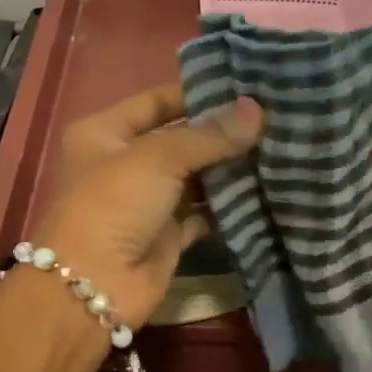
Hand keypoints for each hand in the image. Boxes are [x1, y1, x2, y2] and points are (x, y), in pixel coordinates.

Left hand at [34, 82, 262, 328]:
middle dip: (221, 133)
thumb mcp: (158, 157)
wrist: (94, 285)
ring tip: (277, 147)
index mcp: (104, 132)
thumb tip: (257, 111)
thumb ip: (210, 135)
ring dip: (230, 168)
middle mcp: (125, 163)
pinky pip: (205, 212)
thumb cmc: (114, 204)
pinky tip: (265, 188)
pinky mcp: (168, 235)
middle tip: (272, 117)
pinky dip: (230, 205)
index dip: (196, 93)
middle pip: (180, 139)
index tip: (244, 86)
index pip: (156, 101)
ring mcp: (147, 201)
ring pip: (196, 177)